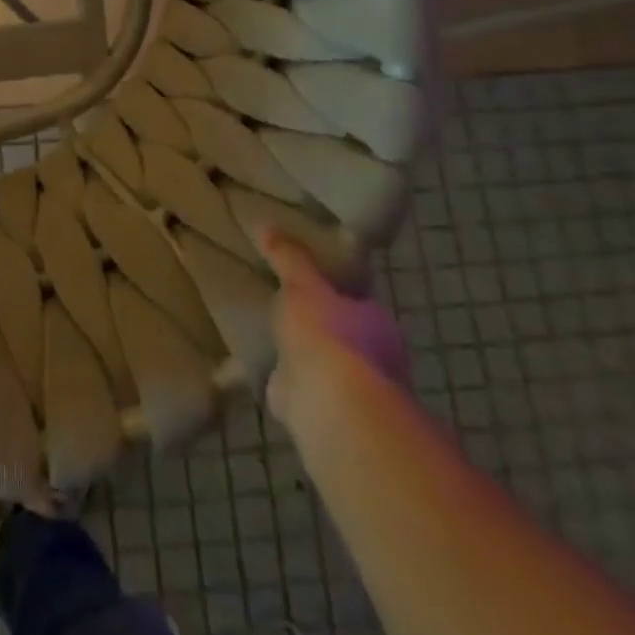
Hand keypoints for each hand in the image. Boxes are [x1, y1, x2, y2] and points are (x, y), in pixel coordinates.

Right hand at [257, 226, 410, 442]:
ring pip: (322, 362)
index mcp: (376, 322)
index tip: (307, 278)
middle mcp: (371, 357)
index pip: (357, 300)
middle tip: (282, 303)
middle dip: (317, 322)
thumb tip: (268, 225)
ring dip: (301, 353)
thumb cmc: (326, 332)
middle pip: (341, 331)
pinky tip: (258, 366)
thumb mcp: (302, 283)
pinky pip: (296, 385)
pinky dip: (281, 378)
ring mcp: (347, 388)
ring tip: (266, 333)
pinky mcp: (319, 409)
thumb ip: (289, 258)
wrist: (328, 401)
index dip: (334, 289)